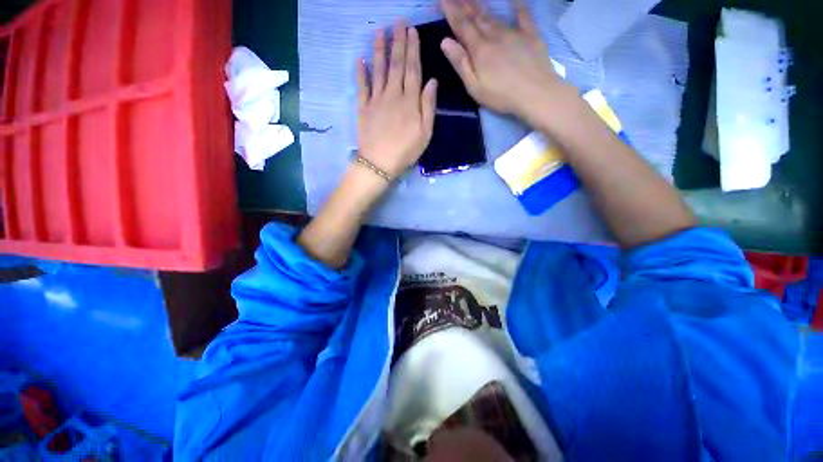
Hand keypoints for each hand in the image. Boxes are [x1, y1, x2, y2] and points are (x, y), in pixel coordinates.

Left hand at [357, 23, 437, 177]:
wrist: (380, 163)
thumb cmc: (406, 151)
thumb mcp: (425, 133)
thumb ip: (428, 106)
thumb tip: (432, 81)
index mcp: (410, 101)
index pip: (413, 69)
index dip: (413, 49)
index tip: (412, 32)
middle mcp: (393, 94)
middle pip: (396, 64)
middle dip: (398, 42)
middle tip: (398, 22)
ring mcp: (376, 99)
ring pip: (379, 70)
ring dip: (380, 49)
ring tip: (380, 31)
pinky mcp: (363, 107)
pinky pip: (362, 86)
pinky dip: (361, 72)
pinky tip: (360, 59)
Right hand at [439, 0, 570, 123]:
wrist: (536, 94)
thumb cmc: (501, 96)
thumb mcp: (475, 87)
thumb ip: (461, 64)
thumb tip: (445, 42)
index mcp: (480, 50)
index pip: (462, 27)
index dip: (452, 12)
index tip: (443, 0)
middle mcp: (495, 36)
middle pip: (477, 18)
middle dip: (465, 6)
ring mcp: (514, 34)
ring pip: (495, 17)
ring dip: (482, 7)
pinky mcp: (531, 36)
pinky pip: (524, 16)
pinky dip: (518, 6)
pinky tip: (514, 0)